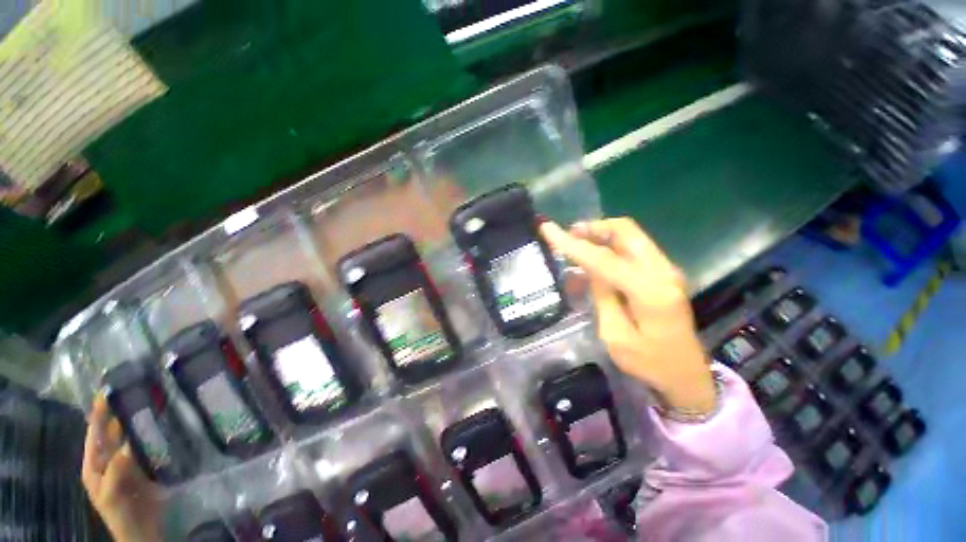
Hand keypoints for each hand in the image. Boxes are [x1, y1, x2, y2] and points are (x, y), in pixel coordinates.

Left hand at [82, 395, 161, 541]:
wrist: (144, 532)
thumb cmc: (121, 513)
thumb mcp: (112, 494)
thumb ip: (116, 470)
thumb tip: (128, 444)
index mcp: (95, 465)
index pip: (94, 435)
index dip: (98, 415)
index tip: (106, 392)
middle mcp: (110, 460)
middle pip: (112, 433)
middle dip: (119, 413)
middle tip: (133, 391)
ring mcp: (128, 463)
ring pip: (130, 437)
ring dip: (137, 422)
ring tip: (150, 402)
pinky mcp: (146, 466)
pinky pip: (147, 445)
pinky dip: (152, 434)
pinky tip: (163, 424)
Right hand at [540, 218, 715, 414]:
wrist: (686, 375)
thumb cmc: (648, 363)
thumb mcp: (615, 335)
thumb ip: (602, 296)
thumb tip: (590, 268)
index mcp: (649, 291)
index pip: (603, 258)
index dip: (572, 243)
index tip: (547, 229)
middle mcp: (662, 271)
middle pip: (625, 230)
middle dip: (592, 228)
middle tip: (567, 234)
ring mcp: (666, 269)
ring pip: (630, 235)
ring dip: (600, 235)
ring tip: (576, 244)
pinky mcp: (663, 273)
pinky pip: (632, 248)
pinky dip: (610, 245)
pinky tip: (594, 258)